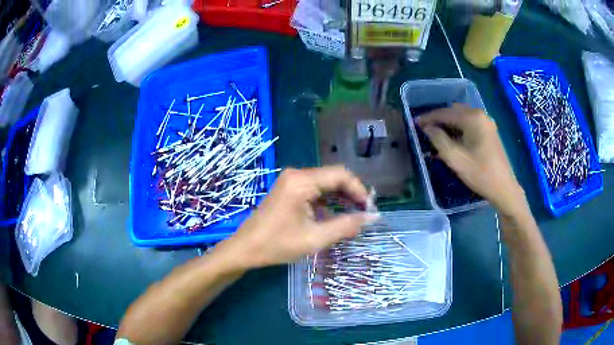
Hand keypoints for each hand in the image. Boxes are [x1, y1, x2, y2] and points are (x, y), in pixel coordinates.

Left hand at [220, 166, 378, 268]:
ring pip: (325, 184)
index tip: (369, 209)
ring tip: (353, 217)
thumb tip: (373, 217)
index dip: (359, 190)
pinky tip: (334, 216)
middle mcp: (297, 174)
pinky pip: (315, 190)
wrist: (246, 248)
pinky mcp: (288, 189)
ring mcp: (291, 181)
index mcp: (302, 181)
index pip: (341, 175)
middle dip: (351, 194)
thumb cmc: (277, 244)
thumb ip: (347, 226)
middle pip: (333, 177)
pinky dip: (328, 201)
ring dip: (341, 198)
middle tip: (364, 214)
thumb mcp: (315, 238)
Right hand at [416, 104, 525, 214]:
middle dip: (438, 120)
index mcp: (472, 118)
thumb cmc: (480, 173)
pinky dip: (458, 129)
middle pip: (454, 112)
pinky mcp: (488, 132)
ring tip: (436, 136)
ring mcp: (486, 123)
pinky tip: (451, 140)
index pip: (445, 113)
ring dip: (448, 124)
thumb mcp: (456, 158)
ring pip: (461, 118)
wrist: (504, 188)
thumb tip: (427, 128)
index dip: (429, 118)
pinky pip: (469, 125)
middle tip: (425, 130)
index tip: (415, 123)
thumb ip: (439, 140)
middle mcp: (480, 115)